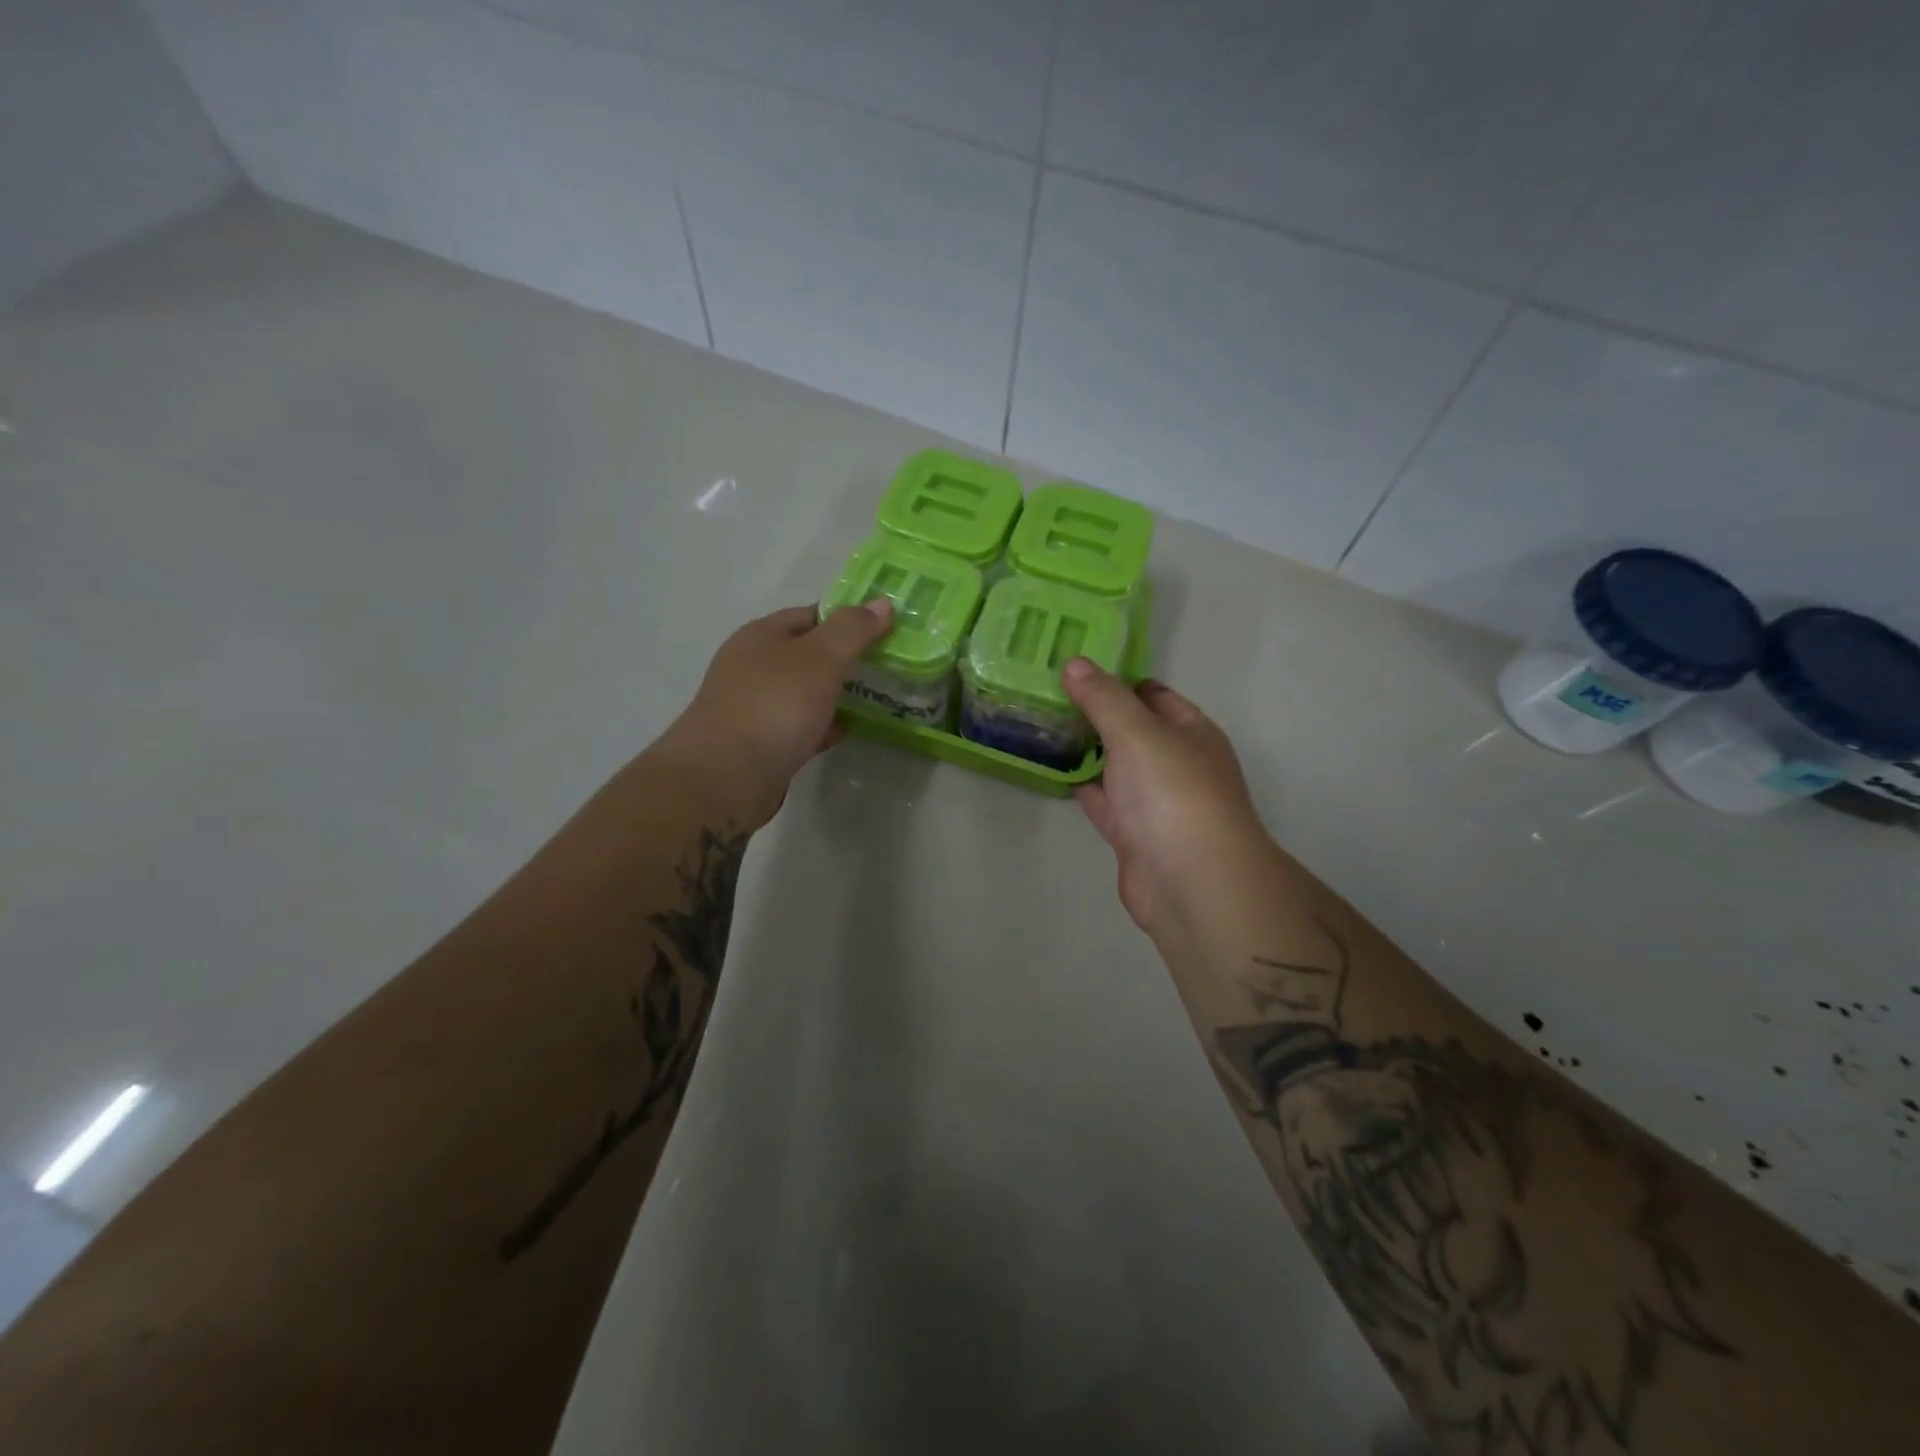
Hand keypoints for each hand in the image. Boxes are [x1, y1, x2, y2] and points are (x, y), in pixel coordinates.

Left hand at [656, 600, 893, 828]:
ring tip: (880, 696)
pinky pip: (802, 725)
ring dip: (839, 694)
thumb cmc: (774, 706)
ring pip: (807, 692)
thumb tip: (882, 603)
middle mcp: (755, 666)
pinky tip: (849, 730)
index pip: (811, 615)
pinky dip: (825, 725)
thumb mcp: (821, 658)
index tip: (885, 630)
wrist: (726, 777)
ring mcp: (757, 706)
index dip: (848, 619)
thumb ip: (853, 630)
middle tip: (889, 665)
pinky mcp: (763, 743)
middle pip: (809, 654)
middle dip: (847, 659)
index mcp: (762, 636)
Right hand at [1062, 659, 1276, 941]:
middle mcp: (1175, 762)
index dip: (1114, 678)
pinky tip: (1052, 770)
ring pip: (1115, 766)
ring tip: (1039, 725)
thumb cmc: (1173, 794)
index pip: (1151, 693)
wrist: (1191, 884)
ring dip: (1085, 749)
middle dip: (1093, 713)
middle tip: (1043, 693)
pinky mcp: (1133, 834)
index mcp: (1190, 731)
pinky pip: (1103, 801)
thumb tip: (1075, 663)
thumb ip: (1104, 699)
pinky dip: (1082, 786)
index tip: (1070, 667)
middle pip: (1131, 729)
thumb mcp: (1138, 733)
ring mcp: (1154, 801)